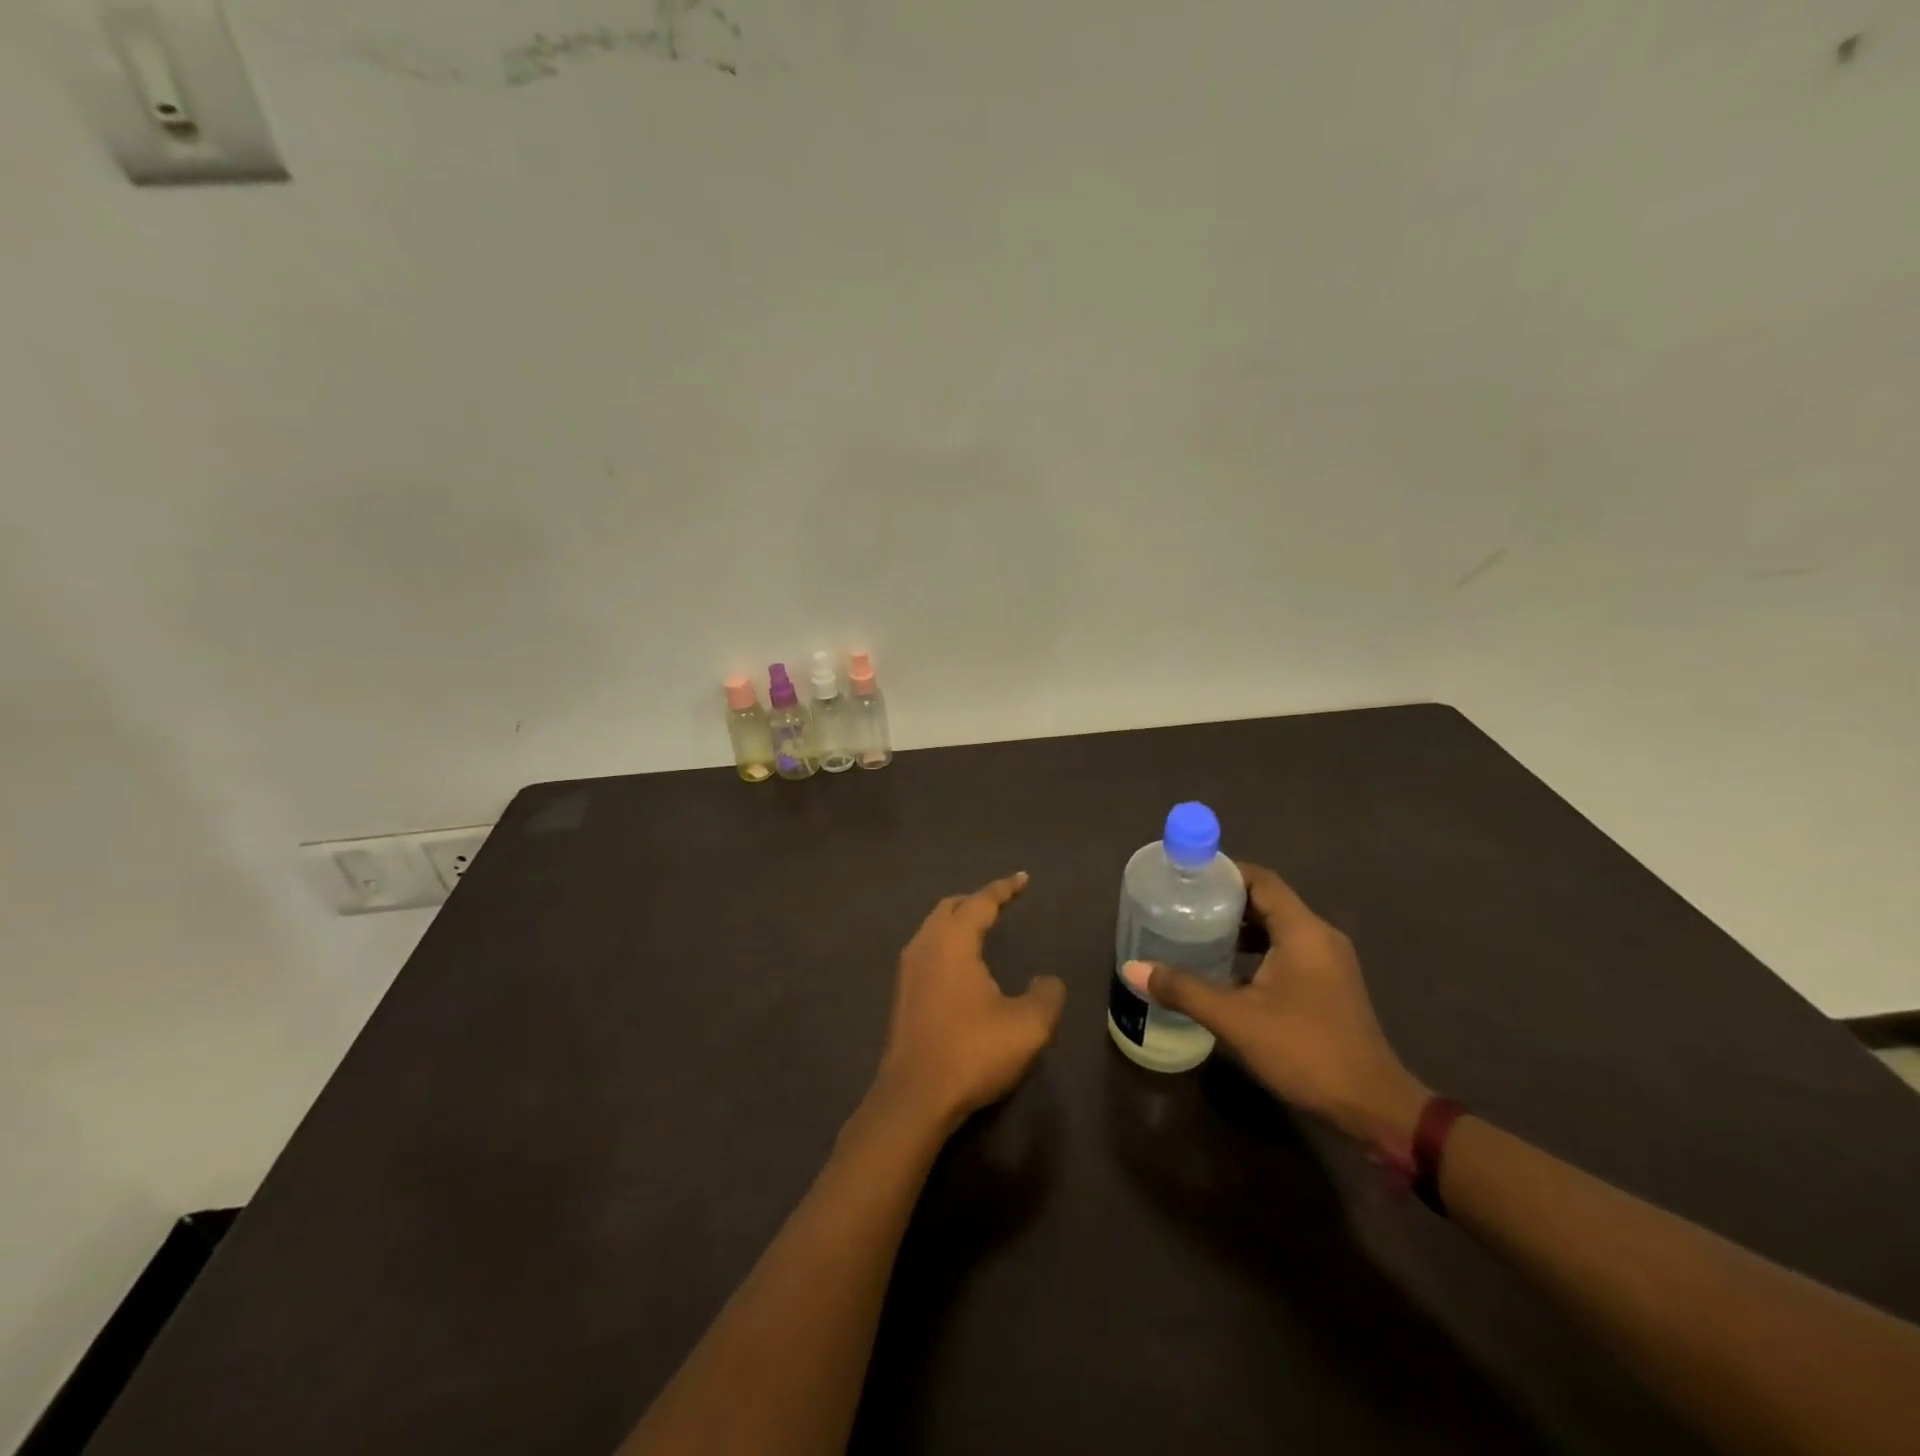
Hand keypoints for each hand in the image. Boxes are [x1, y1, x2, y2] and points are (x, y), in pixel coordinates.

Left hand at [870, 872, 1066, 1134]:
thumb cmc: (972, 1052)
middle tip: (1002, 903)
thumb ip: (1046, 995)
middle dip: (977, 900)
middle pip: (950, 907)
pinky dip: (947, 943)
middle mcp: (925, 945)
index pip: (981, 902)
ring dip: (958, 922)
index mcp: (953, 941)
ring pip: (934, 928)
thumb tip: (1048, 980)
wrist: (914, 1097)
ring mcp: (908, 970)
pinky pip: (927, 950)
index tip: (1023, 879)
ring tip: (983, 929)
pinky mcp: (902, 994)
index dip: (1004, 888)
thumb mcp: (1028, 1026)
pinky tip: (961, 966)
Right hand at [1125, 862, 1427, 1146]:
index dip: (1223, 872)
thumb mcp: (1236, 1019)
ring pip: (1277, 928)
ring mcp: (1328, 962)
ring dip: (1239, 928)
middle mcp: (1320, 936)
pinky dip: (1255, 951)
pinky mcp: (1329, 985)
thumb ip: (1184, 990)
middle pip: (1267, 901)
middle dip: (1224, 900)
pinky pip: (1287, 951)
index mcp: (1303, 931)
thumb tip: (1133, 968)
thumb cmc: (1306, 1051)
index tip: (1185, 876)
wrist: (1372, 1108)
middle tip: (1181, 904)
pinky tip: (1225, 970)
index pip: (1261, 880)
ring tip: (1195, 933)